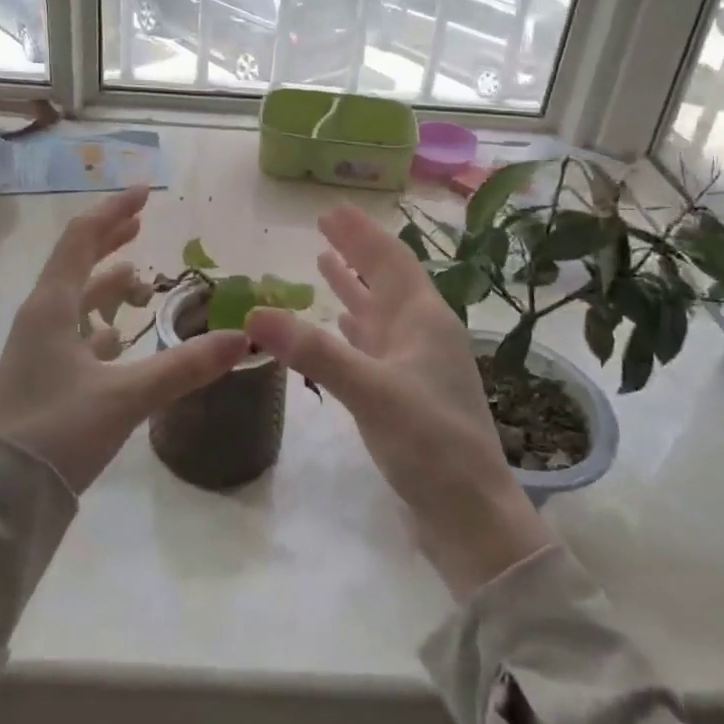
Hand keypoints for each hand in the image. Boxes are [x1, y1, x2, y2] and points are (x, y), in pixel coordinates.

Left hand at [0, 186, 249, 493]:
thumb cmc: (56, 432)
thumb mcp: (125, 396)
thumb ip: (184, 366)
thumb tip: (243, 337)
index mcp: (51, 307)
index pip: (82, 240)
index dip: (113, 213)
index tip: (145, 193)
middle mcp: (40, 318)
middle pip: (75, 262)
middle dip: (108, 238)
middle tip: (141, 221)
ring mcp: (36, 349)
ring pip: (74, 299)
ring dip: (104, 282)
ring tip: (136, 275)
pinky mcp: (40, 377)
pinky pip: (72, 333)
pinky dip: (98, 323)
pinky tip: (118, 337)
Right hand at [247, 206, 552, 597]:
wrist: (469, 514)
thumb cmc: (429, 443)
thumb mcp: (370, 391)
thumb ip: (314, 350)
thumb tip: (254, 312)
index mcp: (424, 319)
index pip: (390, 260)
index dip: (361, 233)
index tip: (332, 209)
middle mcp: (422, 333)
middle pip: (385, 279)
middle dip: (356, 251)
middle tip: (323, 226)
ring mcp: (415, 364)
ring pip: (379, 311)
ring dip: (353, 286)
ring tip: (325, 262)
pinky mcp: (405, 392)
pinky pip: (374, 344)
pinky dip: (354, 327)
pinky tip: (339, 323)